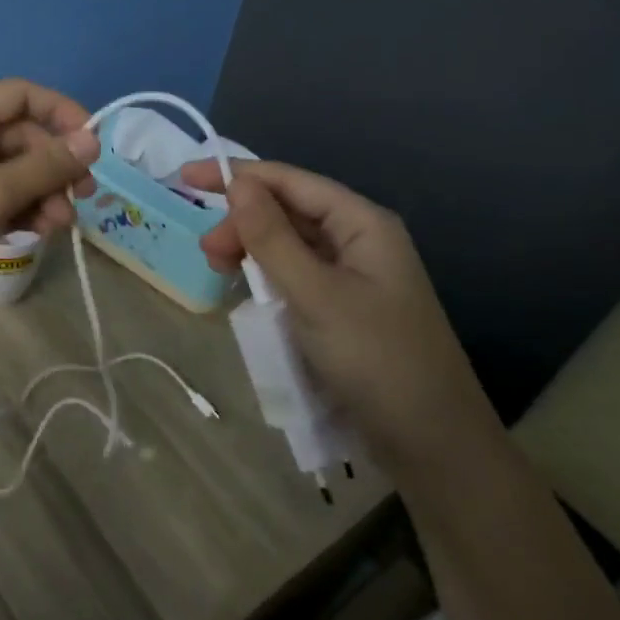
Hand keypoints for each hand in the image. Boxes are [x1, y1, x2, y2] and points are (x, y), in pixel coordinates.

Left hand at [0, 79, 100, 335]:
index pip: (20, 95)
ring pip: (11, 171)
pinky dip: (19, 209)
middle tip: (82, 199)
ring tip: (58, 226)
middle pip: (20, 136)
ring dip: (41, 193)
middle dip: (54, 166)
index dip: (61, 112)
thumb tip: (92, 139)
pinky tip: (36, 232)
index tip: (92, 145)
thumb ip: (44, 166)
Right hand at [184, 158, 492, 469]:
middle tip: (207, 253)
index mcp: (362, 224)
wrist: (433, 445)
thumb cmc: (377, 359)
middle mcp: (359, 241)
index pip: (290, 181)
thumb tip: (238, 184)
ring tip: (220, 272)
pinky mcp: (344, 309)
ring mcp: (353, 277)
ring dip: (252, 251)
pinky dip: (267, 278)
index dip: (237, 175)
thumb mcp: (315, 295)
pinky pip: (296, 277)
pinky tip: (248, 293)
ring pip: (289, 246)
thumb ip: (272, 238)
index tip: (186, 178)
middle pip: (288, 211)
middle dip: (243, 222)